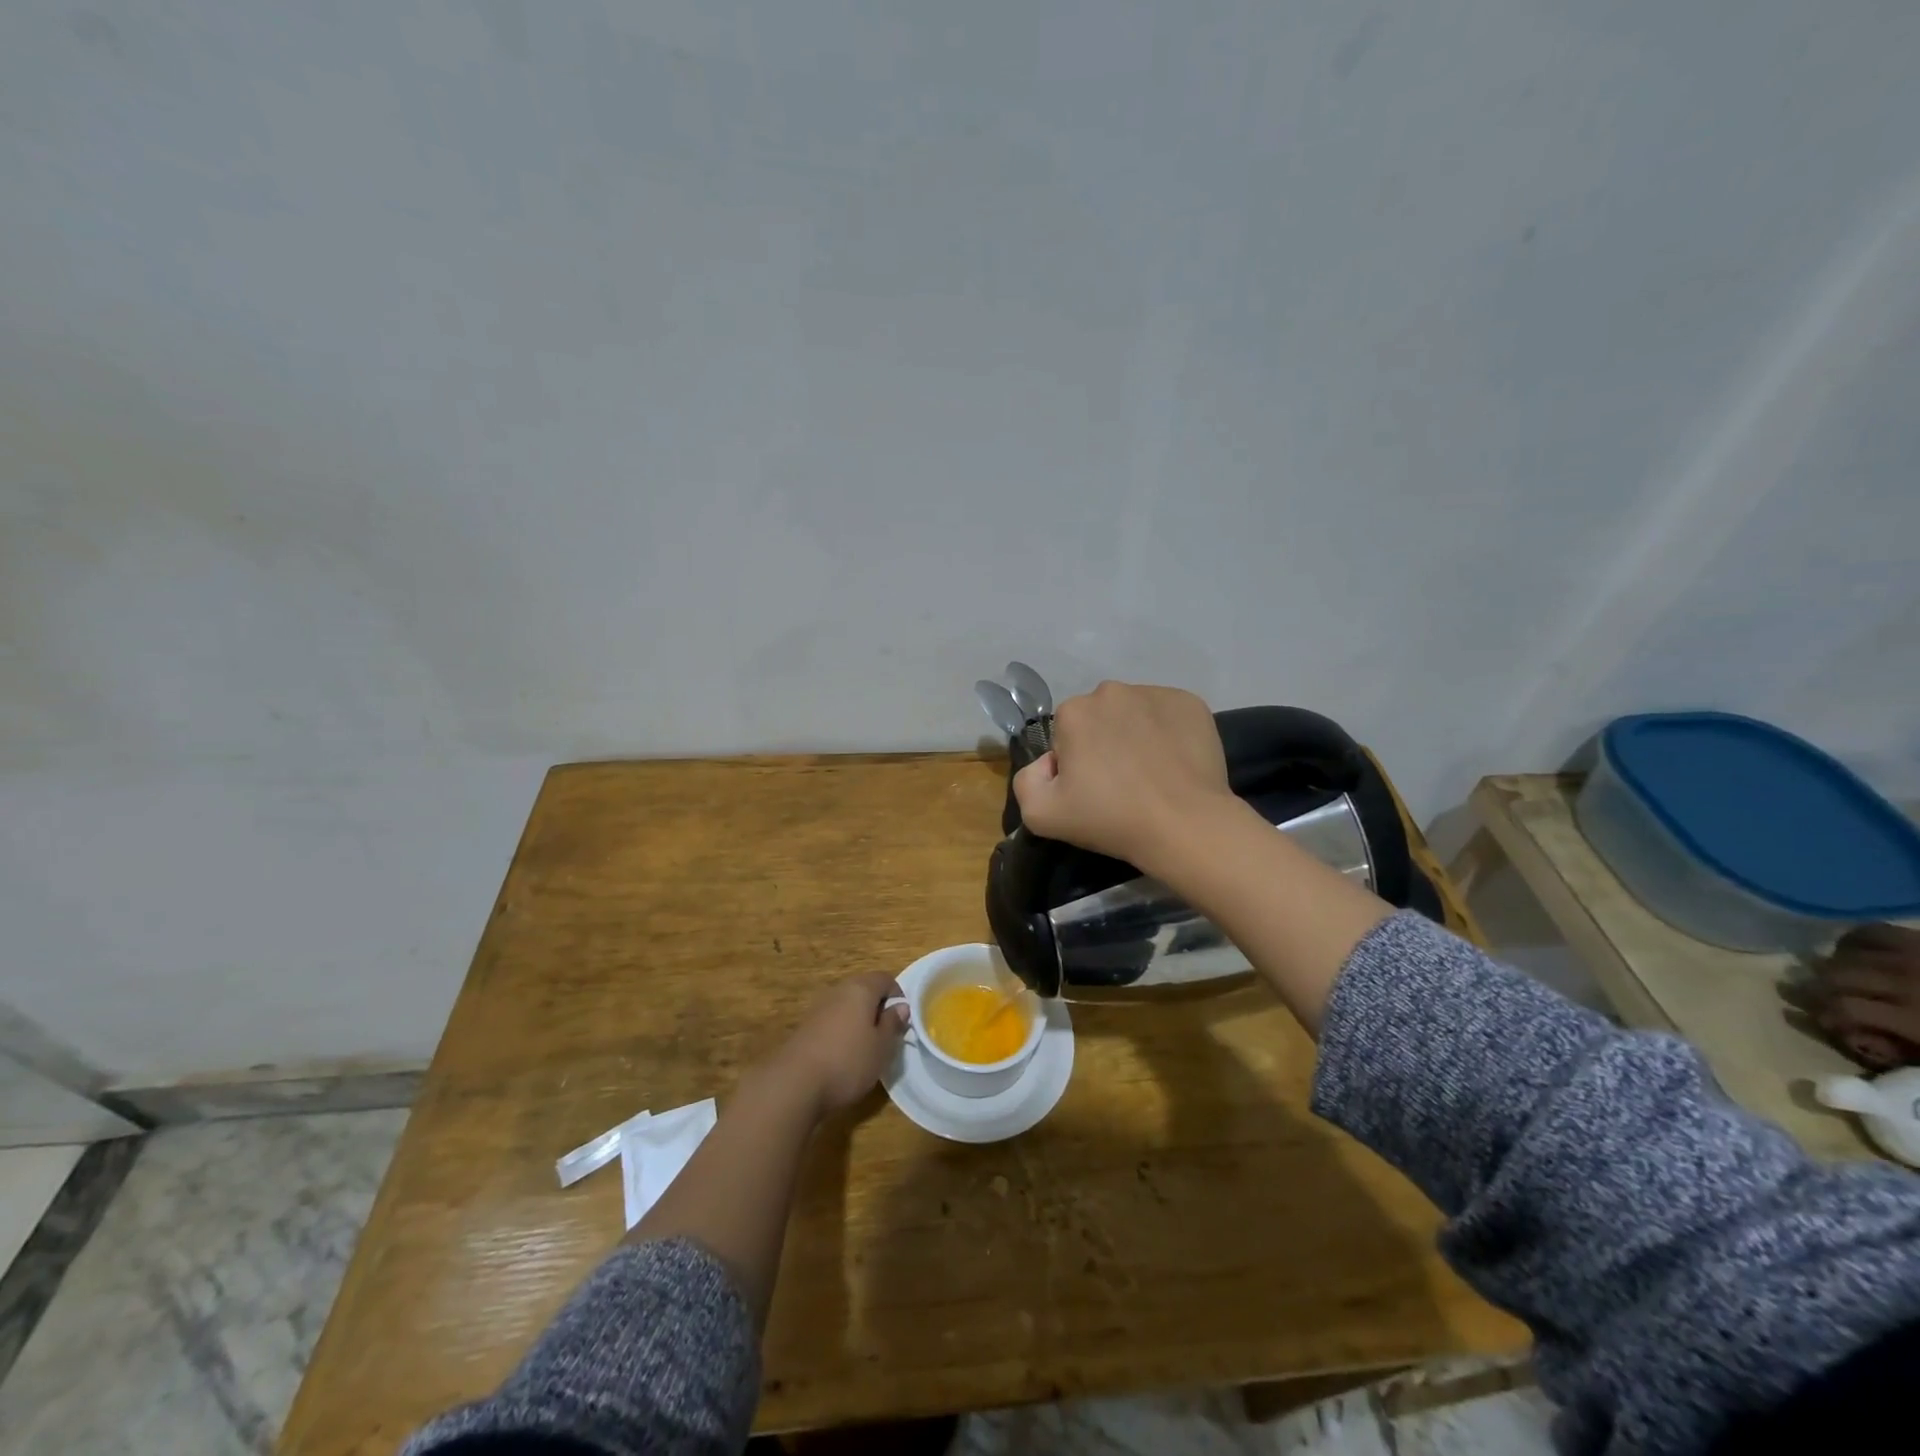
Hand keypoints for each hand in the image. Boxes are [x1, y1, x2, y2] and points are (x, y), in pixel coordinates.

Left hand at [768, 972, 908, 1116]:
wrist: (795, 1083)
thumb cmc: (848, 1061)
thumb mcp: (881, 1047)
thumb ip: (892, 1023)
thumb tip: (900, 1006)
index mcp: (860, 989)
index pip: (885, 978)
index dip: (898, 995)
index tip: (902, 1020)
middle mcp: (838, 991)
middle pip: (864, 989)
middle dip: (878, 1008)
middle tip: (886, 1035)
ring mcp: (819, 1007)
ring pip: (847, 1006)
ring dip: (859, 1021)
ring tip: (866, 1049)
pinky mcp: (806, 1027)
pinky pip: (832, 1020)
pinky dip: (842, 1031)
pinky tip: (843, 1056)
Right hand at [1013, 681, 1233, 872]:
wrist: (1184, 825)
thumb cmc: (1111, 818)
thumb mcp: (1040, 815)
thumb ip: (1027, 780)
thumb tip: (1050, 762)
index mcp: (1073, 711)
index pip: (1065, 735)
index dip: (1074, 764)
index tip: (1091, 790)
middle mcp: (1111, 691)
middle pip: (1099, 719)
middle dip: (1104, 743)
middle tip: (1120, 783)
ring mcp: (1155, 693)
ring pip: (1134, 713)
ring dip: (1135, 735)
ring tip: (1150, 774)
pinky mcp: (1191, 703)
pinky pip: (1168, 715)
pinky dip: (1168, 733)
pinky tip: (1174, 763)